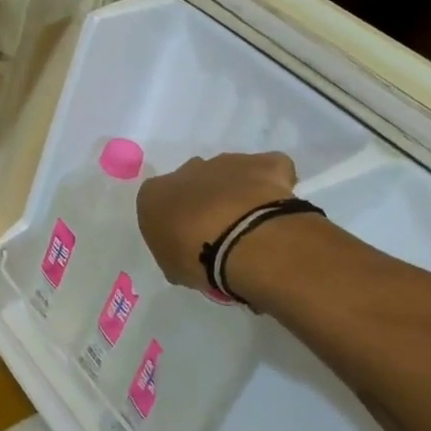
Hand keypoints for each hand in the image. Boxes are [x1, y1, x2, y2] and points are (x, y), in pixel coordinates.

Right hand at [136, 152, 297, 287]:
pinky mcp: (264, 163)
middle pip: (194, 182)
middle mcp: (187, 170)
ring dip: (237, 192)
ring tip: (251, 225)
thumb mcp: (172, 267)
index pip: (159, 202)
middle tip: (220, 233)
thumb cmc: (197, 258)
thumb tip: (187, 251)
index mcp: (155, 194)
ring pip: (229, 173)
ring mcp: (227, 163)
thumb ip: (174, 251)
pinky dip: (273, 183)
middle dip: (205, 201)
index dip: (175, 221)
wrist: (244, 242)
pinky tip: (275, 208)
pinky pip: (268, 169)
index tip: (188, 241)